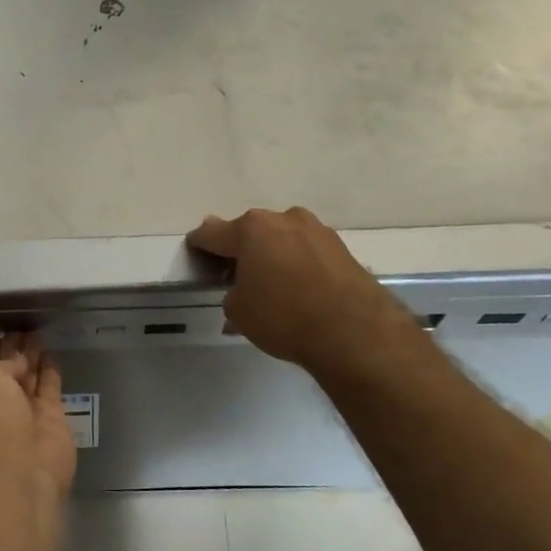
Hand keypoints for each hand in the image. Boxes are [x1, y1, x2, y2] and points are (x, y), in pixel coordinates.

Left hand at [0, 333, 76, 495]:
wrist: (20, 463)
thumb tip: (19, 361)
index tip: (1, 328)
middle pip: (5, 370)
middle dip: (12, 349)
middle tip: (23, 325)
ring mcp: (23, 414)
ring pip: (28, 377)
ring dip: (31, 356)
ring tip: (38, 332)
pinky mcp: (51, 420)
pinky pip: (49, 388)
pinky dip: (49, 371)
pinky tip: (51, 352)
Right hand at [186, 207, 416, 370]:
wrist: (355, 331)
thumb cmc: (284, 317)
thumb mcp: (239, 312)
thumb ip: (231, 291)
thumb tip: (240, 285)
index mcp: (250, 229)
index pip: (213, 233)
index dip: (200, 244)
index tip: (195, 250)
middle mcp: (282, 219)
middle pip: (251, 231)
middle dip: (241, 248)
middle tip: (236, 272)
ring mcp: (316, 229)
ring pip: (282, 237)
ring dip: (274, 253)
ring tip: (273, 281)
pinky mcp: (341, 247)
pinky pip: (308, 251)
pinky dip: (299, 263)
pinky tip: (300, 286)